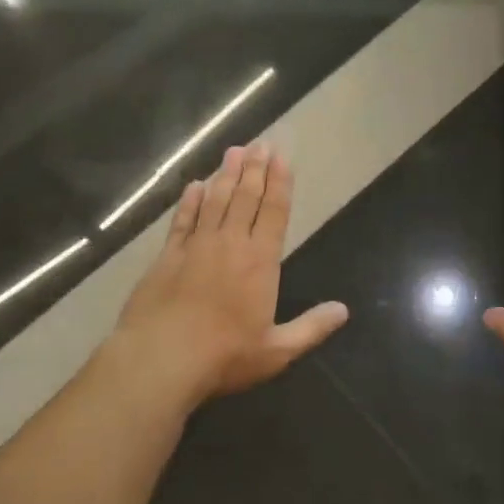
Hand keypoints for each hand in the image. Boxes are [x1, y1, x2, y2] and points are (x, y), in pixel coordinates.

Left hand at [109, 142, 347, 407]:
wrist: (160, 359)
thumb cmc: (224, 355)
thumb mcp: (277, 350)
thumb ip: (312, 328)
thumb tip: (344, 310)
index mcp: (260, 261)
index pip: (274, 212)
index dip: (280, 183)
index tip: (282, 157)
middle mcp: (230, 244)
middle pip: (245, 197)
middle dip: (255, 168)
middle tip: (260, 143)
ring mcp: (196, 247)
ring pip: (215, 201)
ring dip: (226, 175)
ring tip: (234, 151)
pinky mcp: (167, 257)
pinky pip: (182, 220)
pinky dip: (190, 201)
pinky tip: (195, 185)